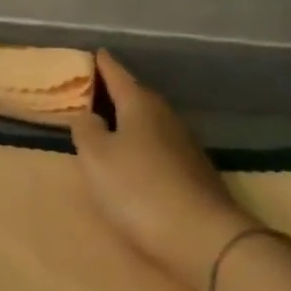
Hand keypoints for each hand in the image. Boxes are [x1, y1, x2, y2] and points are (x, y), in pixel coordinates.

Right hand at [68, 51, 257, 290]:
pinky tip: (135, 155)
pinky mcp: (193, 170)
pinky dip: (142, 141)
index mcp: (139, 103)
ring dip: (129, 118)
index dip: (100, 63)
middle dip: (114, 90)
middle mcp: (164, 115)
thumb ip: (86, 129)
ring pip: (149, 119)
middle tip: (90, 89)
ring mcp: (184, 143)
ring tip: (107, 122)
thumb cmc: (139, 189)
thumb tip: (88, 113)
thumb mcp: (96, 158)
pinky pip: (159, 143)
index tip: (90, 52)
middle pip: (135, 94)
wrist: (204, 238)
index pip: (116, 72)